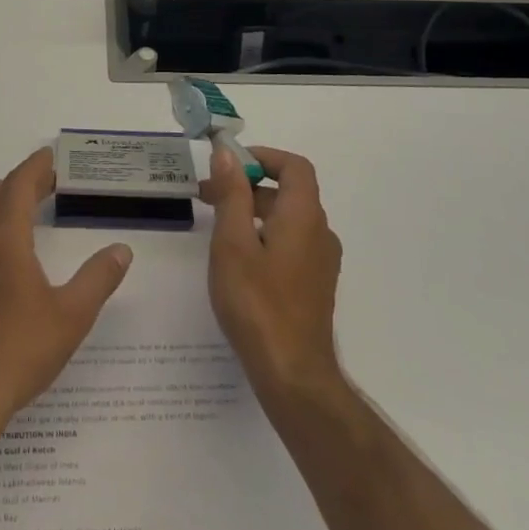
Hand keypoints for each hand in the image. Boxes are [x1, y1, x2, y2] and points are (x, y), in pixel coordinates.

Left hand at [0, 148, 133, 434]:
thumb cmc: (21, 349)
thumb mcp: (72, 314)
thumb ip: (98, 278)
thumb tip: (121, 250)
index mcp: (4, 238)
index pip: (19, 186)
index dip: (35, 167)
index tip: (51, 157)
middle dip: (20, 183)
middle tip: (45, 181)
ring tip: (10, 201)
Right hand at [200, 143, 344, 403]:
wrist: (293, 375)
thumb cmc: (258, 304)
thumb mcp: (233, 243)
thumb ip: (231, 194)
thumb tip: (227, 153)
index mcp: (303, 216)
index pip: (295, 166)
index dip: (263, 157)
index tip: (228, 165)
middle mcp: (320, 232)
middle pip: (289, 192)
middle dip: (248, 185)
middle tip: (208, 196)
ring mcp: (320, 262)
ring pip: (288, 219)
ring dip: (254, 211)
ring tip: (216, 227)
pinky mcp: (314, 285)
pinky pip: (291, 242)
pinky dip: (265, 234)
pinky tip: (239, 259)